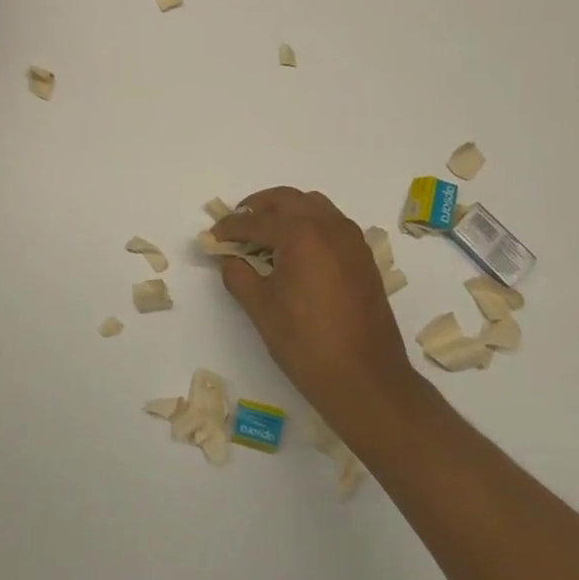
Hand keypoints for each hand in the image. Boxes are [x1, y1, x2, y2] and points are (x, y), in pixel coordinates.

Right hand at [215, 187, 419, 425]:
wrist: (365, 379)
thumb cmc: (306, 342)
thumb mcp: (261, 308)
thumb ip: (238, 274)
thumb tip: (230, 259)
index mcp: (301, 233)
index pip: (256, 221)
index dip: (230, 228)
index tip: (213, 236)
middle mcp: (329, 226)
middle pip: (288, 200)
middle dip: (259, 207)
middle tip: (239, 223)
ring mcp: (351, 240)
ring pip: (314, 206)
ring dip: (288, 211)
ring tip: (268, 233)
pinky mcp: (364, 257)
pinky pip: (333, 224)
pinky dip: (311, 224)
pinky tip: (298, 250)